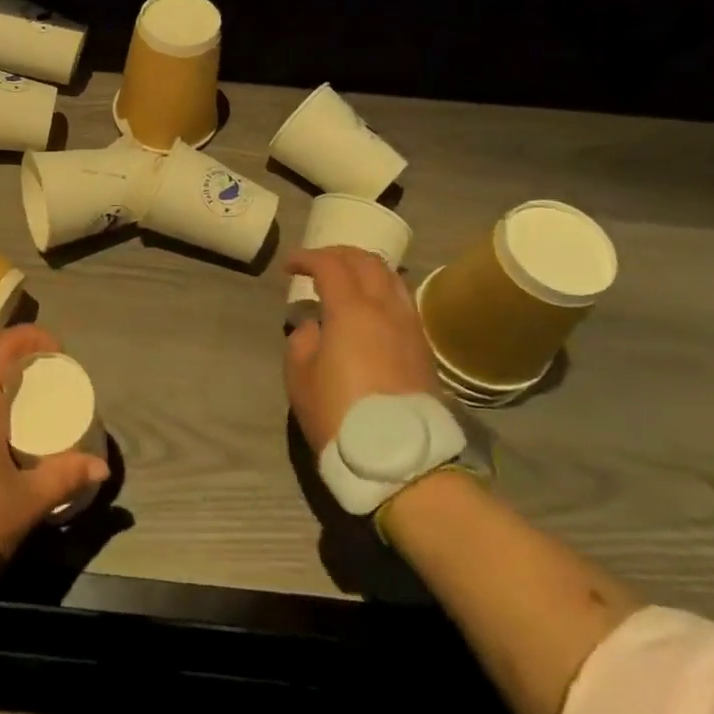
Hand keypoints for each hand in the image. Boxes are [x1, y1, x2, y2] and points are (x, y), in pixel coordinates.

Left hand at [0, 324, 109, 565]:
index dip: (30, 337)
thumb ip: (65, 476)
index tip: (57, 351)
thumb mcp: (28, 500)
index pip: (0, 348)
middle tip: (52, 380)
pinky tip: (6, 441)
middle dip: (22, 364)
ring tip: (34, 409)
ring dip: (4, 389)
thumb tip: (101, 465)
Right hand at [285, 246, 441, 454]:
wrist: (401, 459)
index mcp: (352, 310)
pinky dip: (383, 290)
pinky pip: (403, 301)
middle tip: (318, 263)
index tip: (290, 266)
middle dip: (339, 254)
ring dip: (366, 269)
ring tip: (348, 279)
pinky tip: (371, 306)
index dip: (307, 258)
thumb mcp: (300, 379)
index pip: (330, 265)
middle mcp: (385, 309)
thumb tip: (315, 327)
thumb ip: (302, 342)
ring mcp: (409, 327)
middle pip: (366, 261)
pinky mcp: (423, 348)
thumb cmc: (340, 415)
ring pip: (391, 278)